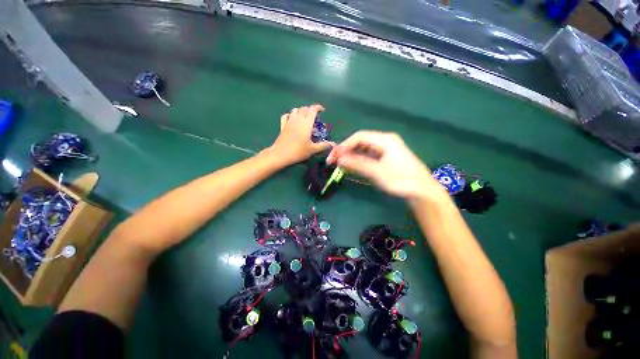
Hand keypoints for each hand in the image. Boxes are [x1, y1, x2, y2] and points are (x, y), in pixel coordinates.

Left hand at [269, 104, 331, 164]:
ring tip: (305, 117)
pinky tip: (292, 119)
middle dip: (310, 109)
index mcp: (306, 123)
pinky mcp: (283, 126)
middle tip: (315, 116)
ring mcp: (289, 122)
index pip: (312, 109)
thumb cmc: (298, 151)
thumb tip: (332, 144)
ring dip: (301, 111)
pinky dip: (290, 115)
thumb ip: (323, 145)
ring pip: (295, 110)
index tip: (322, 110)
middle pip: (304, 108)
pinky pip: (286, 116)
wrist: (281, 154)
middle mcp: (297, 119)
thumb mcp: (313, 149)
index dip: (318, 107)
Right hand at [326, 131, 447, 199]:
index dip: (344, 145)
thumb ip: (358, 164)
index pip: (359, 137)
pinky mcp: (387, 157)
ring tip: (341, 164)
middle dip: (346, 150)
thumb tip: (339, 158)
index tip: (333, 157)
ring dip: (352, 155)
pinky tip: (353, 166)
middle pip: (361, 141)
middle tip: (334, 161)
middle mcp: (385, 140)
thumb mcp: (377, 172)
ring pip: (364, 149)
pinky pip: (369, 155)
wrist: (423, 191)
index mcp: (385, 140)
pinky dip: (359, 160)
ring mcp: (387, 149)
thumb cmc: (401, 180)